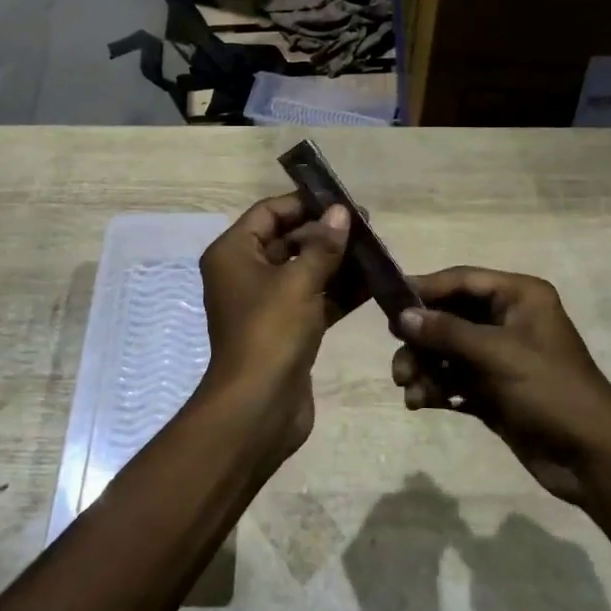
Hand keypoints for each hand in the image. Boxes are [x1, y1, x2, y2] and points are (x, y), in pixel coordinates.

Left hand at [196, 193, 352, 460]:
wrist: (258, 408)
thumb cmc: (271, 332)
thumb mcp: (299, 281)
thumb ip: (323, 245)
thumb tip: (342, 212)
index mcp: (234, 253)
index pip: (268, 212)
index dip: (304, 204)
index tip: (342, 201)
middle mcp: (245, 273)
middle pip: (288, 240)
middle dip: (327, 233)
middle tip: (368, 227)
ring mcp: (267, 303)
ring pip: (305, 270)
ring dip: (338, 261)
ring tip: (377, 250)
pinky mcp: (287, 328)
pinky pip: (315, 298)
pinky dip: (339, 291)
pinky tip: (374, 282)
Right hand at [391, 268, 610, 505]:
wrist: (592, 460)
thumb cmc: (550, 391)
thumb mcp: (498, 355)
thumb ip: (447, 332)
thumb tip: (402, 316)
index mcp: (519, 297)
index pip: (462, 281)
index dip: (425, 289)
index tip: (387, 303)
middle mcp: (508, 320)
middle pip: (450, 317)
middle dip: (421, 339)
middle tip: (398, 360)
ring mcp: (500, 357)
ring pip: (447, 351)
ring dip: (425, 367)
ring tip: (409, 389)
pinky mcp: (494, 390)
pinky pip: (454, 379)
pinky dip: (436, 388)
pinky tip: (421, 403)